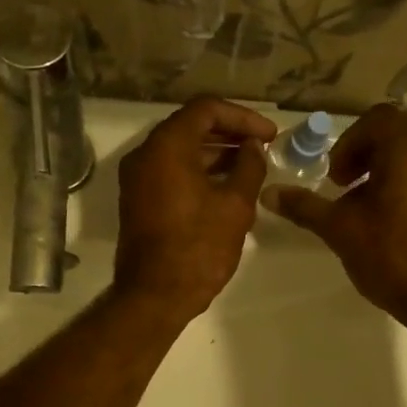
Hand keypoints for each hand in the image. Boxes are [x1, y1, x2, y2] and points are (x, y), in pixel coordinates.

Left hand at [112, 97, 278, 324]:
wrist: (155, 296)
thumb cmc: (198, 248)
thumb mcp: (235, 205)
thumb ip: (249, 167)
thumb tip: (253, 148)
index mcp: (166, 146)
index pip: (206, 109)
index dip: (243, 117)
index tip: (269, 135)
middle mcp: (145, 155)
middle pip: (190, 127)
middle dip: (229, 134)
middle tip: (262, 148)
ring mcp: (137, 179)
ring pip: (180, 151)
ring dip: (215, 155)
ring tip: (250, 168)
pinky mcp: (138, 201)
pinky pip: (170, 173)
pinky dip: (198, 173)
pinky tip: (226, 187)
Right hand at [262, 104, 406, 322]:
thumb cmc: (390, 254)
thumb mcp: (339, 229)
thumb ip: (305, 207)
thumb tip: (268, 193)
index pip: (377, 119)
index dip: (349, 142)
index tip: (336, 177)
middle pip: (395, 135)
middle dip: (363, 156)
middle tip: (344, 188)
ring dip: (381, 174)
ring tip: (362, 210)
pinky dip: (401, 189)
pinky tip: (386, 226)